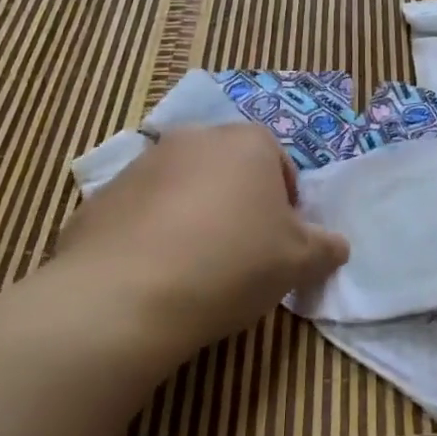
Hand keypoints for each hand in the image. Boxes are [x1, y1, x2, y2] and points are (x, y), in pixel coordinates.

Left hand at [50, 125, 348, 353]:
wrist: (126, 296)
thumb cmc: (231, 263)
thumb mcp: (299, 262)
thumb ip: (326, 247)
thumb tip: (335, 246)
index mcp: (247, 142)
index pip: (279, 163)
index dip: (285, 204)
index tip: (281, 241)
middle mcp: (194, 139)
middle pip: (229, 170)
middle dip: (238, 204)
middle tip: (242, 254)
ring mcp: (142, 165)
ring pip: (183, 188)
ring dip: (193, 216)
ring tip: (194, 269)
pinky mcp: (101, 198)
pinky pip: (140, 214)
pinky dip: (150, 235)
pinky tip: (153, 277)